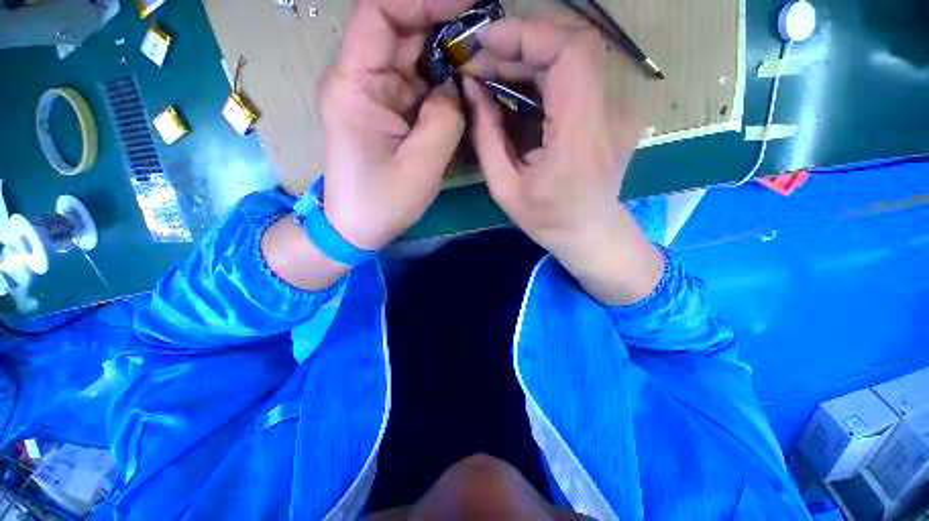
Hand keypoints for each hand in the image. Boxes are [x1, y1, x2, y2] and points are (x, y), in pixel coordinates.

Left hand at [319, 0, 472, 250]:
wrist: (357, 226)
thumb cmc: (382, 202)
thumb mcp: (420, 166)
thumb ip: (444, 120)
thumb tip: (455, 88)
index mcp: (355, 85)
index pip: (380, 12)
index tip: (468, 4)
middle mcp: (360, 80)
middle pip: (400, 30)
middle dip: (443, 23)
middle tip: (487, 33)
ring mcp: (375, 96)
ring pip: (412, 56)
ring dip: (446, 53)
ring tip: (482, 57)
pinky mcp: (388, 113)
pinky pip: (417, 84)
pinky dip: (442, 80)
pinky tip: (464, 86)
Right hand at [463, 16, 663, 304]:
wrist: (589, 232)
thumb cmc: (546, 219)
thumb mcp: (504, 188)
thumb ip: (486, 136)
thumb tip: (472, 87)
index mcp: (580, 139)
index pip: (571, 55)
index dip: (528, 34)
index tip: (487, 40)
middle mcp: (609, 115)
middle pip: (575, 44)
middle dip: (523, 42)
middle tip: (483, 58)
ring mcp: (616, 110)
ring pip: (576, 55)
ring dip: (530, 55)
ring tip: (493, 71)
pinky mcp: (611, 111)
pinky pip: (577, 75)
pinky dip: (543, 70)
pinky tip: (517, 84)